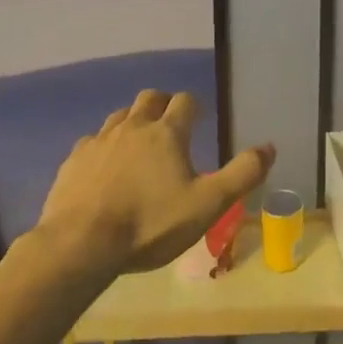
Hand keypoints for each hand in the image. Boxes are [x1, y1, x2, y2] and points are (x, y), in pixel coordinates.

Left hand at [38, 89, 274, 273]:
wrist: (80, 245)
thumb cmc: (150, 224)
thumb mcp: (207, 205)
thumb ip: (242, 174)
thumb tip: (269, 147)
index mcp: (167, 133)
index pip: (186, 101)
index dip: (195, 107)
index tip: (199, 119)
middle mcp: (133, 127)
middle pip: (149, 98)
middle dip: (162, 104)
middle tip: (170, 124)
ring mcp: (99, 141)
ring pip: (119, 116)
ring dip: (132, 122)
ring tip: (139, 144)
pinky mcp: (73, 161)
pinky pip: (92, 142)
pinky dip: (103, 147)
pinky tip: (104, 168)